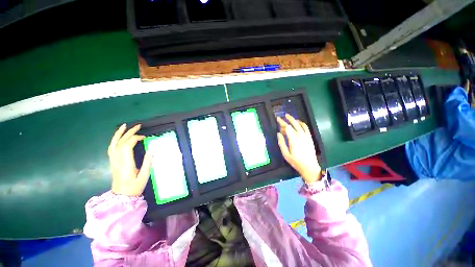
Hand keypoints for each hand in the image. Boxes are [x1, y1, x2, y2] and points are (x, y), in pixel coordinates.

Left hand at [108, 124, 152, 196]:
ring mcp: (113, 160)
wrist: (121, 197)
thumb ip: (148, 162)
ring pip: (113, 144)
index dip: (135, 138)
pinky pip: (112, 148)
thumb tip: (152, 149)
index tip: (145, 137)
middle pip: (121, 142)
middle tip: (138, 126)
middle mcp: (117, 160)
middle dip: (129, 132)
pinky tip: (119, 137)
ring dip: (119, 134)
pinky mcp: (112, 162)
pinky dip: (115, 140)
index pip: (127, 145)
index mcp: (125, 163)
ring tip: (124, 126)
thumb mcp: (144, 176)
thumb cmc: (134, 187)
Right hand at [276, 114, 320, 183]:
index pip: (287, 127)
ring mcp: (306, 136)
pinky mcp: (310, 137)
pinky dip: (302, 123)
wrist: (310, 167)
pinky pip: (306, 128)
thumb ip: (281, 143)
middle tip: (283, 116)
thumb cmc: (296, 161)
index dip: (282, 123)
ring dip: (294, 120)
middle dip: (287, 119)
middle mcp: (300, 136)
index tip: (278, 119)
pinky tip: (298, 122)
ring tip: (289, 117)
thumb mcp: (285, 154)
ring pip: (300, 125)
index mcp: (293, 139)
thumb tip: (278, 134)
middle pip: (293, 124)